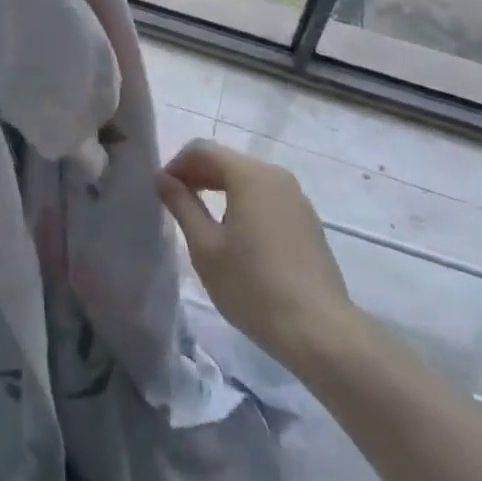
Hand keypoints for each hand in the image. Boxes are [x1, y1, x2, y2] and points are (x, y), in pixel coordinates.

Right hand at [158, 140, 354, 368]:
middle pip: (227, 161)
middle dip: (198, 175)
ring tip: (203, 220)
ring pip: (248, 179)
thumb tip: (164, 179)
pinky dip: (245, 202)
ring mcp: (296, 196)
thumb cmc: (254, 287)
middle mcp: (275, 174)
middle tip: (176, 202)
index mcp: (249, 174)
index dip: (177, 164)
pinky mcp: (307, 219)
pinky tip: (237, 235)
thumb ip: (182, 206)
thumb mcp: (206, 248)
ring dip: (221, 189)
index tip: (161, 190)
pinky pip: (267, 197)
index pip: (203, 150)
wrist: (320, 331)